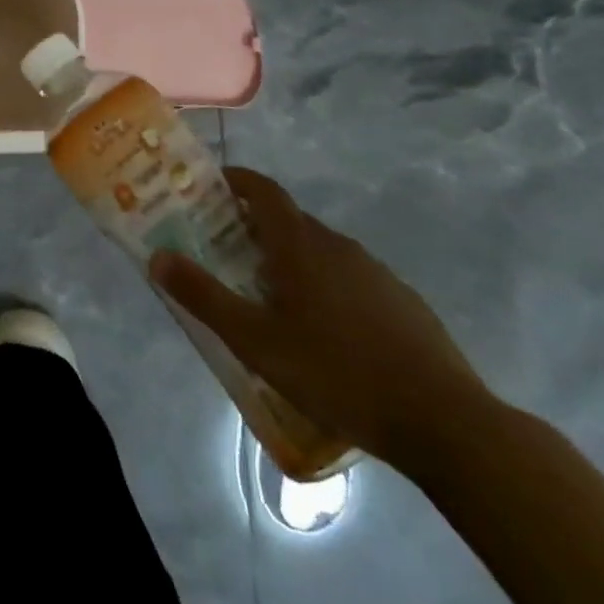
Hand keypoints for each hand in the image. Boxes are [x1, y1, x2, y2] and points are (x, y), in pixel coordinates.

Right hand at [150, 168, 489, 474]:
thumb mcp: (256, 341)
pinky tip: (327, 333)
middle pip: (290, 222)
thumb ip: (203, 296)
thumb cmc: (337, 373)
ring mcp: (376, 273)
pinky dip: (328, 287)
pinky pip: (352, 279)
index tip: (213, 185)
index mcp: (300, 246)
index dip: (237, 181)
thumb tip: (157, 256)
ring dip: (292, 260)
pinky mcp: (403, 303)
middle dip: (256, 228)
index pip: (264, 191)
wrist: (445, 422)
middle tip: (228, 252)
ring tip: (272, 298)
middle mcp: (337, 246)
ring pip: (322, 252)